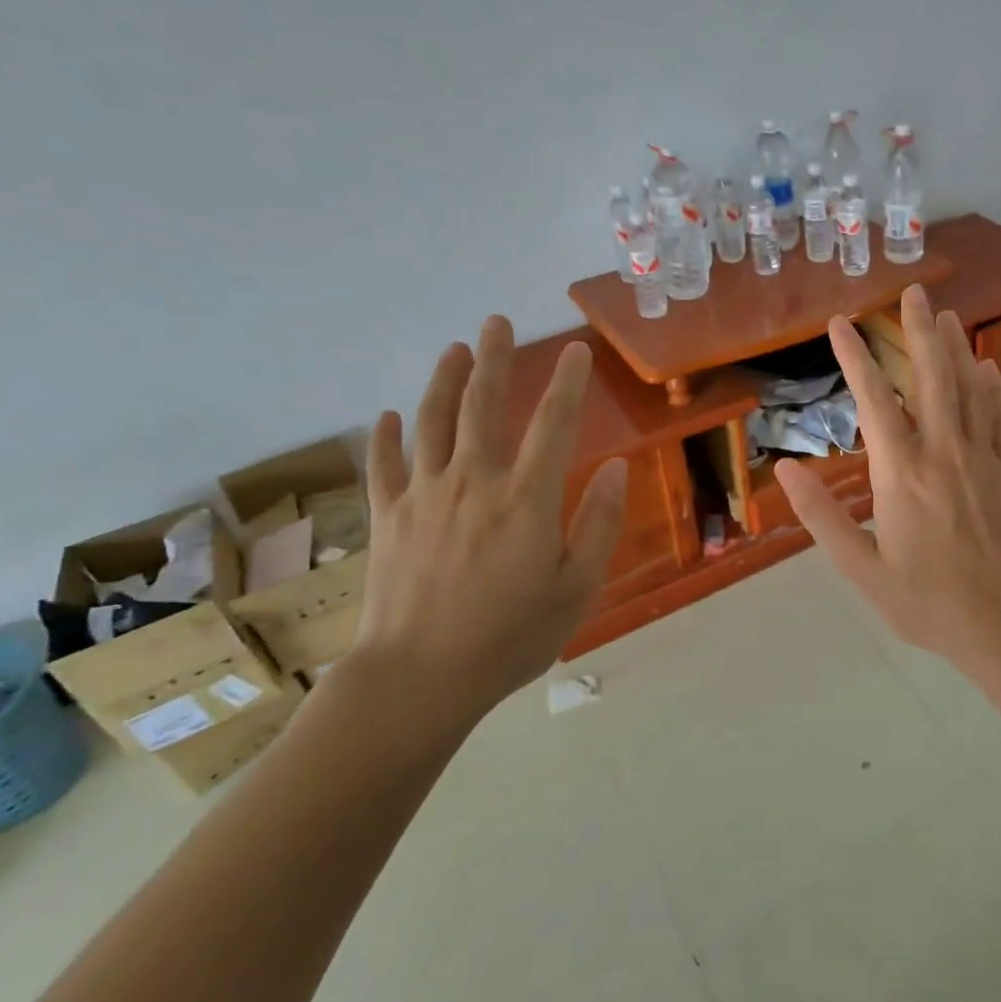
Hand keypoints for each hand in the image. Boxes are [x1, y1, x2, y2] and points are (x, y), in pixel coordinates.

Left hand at [348, 321, 628, 732]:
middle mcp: (474, 482)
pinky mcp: (388, 517)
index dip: (568, 383)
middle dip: (494, 359)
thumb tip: (617, 467)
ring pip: (432, 422)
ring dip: (444, 380)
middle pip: (483, 405)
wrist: (419, 679)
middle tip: (498, 322)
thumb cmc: (510, 637)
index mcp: (526, 499)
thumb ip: (599, 522)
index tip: (576, 350)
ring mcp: (424, 496)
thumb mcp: (577, 587)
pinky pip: (384, 465)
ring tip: (455, 349)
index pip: (553, 424)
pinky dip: (385, 436)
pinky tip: (388, 416)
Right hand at [776, 284, 1000, 663]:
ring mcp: (981, 459)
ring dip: (956, 347)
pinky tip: (988, 366)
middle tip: (913, 290)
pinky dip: (993, 387)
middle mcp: (943, 453)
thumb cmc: (925, 602)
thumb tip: (786, 468)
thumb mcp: (860, 569)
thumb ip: (821, 516)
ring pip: (969, 389)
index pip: (875, 400)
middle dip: (918, 331)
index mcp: (901, 474)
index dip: (856, 358)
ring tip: (945, 312)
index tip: (840, 324)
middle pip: (931, 377)